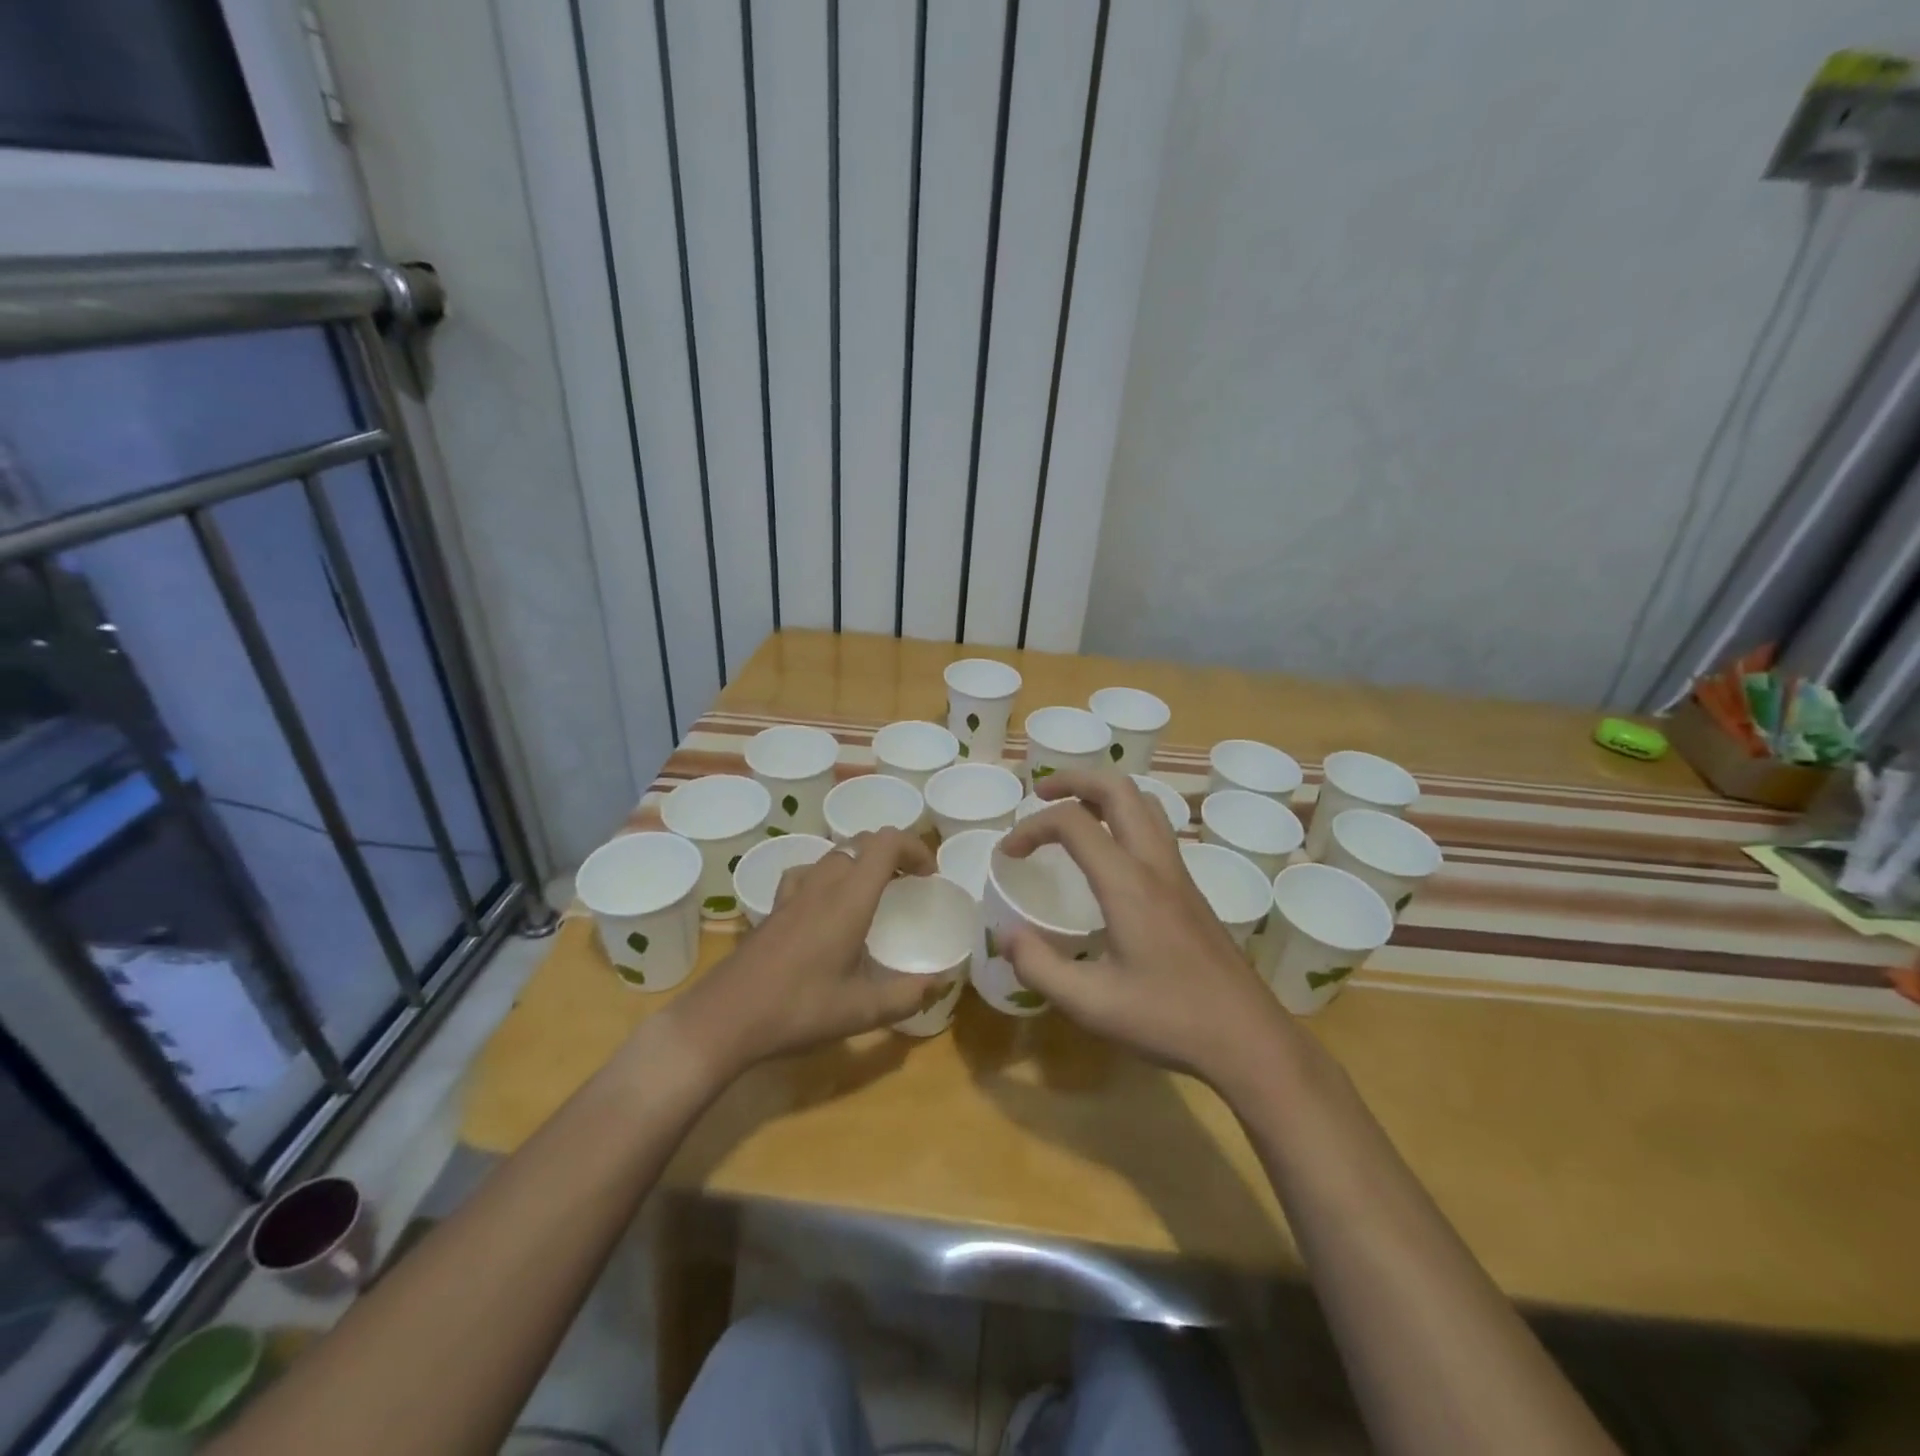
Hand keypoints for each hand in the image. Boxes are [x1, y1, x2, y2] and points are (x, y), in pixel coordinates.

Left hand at [671, 828, 939, 1075]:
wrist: (725, 1018)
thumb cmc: (798, 1010)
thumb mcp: (861, 1012)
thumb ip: (906, 996)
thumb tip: (941, 982)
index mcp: (849, 900)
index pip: (886, 843)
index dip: (913, 847)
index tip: (928, 876)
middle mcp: (822, 885)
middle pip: (861, 843)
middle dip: (893, 854)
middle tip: (909, 885)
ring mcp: (793, 893)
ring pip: (834, 855)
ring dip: (861, 862)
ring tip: (874, 893)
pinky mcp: (774, 908)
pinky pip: (806, 873)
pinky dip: (827, 876)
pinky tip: (826, 906)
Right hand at [998, 771, 1289, 1086]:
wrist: (1248, 1038)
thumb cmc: (1169, 1019)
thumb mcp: (1090, 1004)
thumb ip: (1039, 966)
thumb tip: (1004, 934)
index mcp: (1128, 883)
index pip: (1073, 822)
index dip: (1031, 827)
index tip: (1007, 854)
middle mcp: (1155, 864)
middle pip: (1118, 788)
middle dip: (1074, 779)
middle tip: (1041, 795)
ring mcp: (1178, 873)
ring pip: (1144, 802)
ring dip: (1104, 793)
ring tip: (1073, 812)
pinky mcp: (1190, 888)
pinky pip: (1156, 827)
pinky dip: (1124, 816)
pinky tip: (1109, 852)